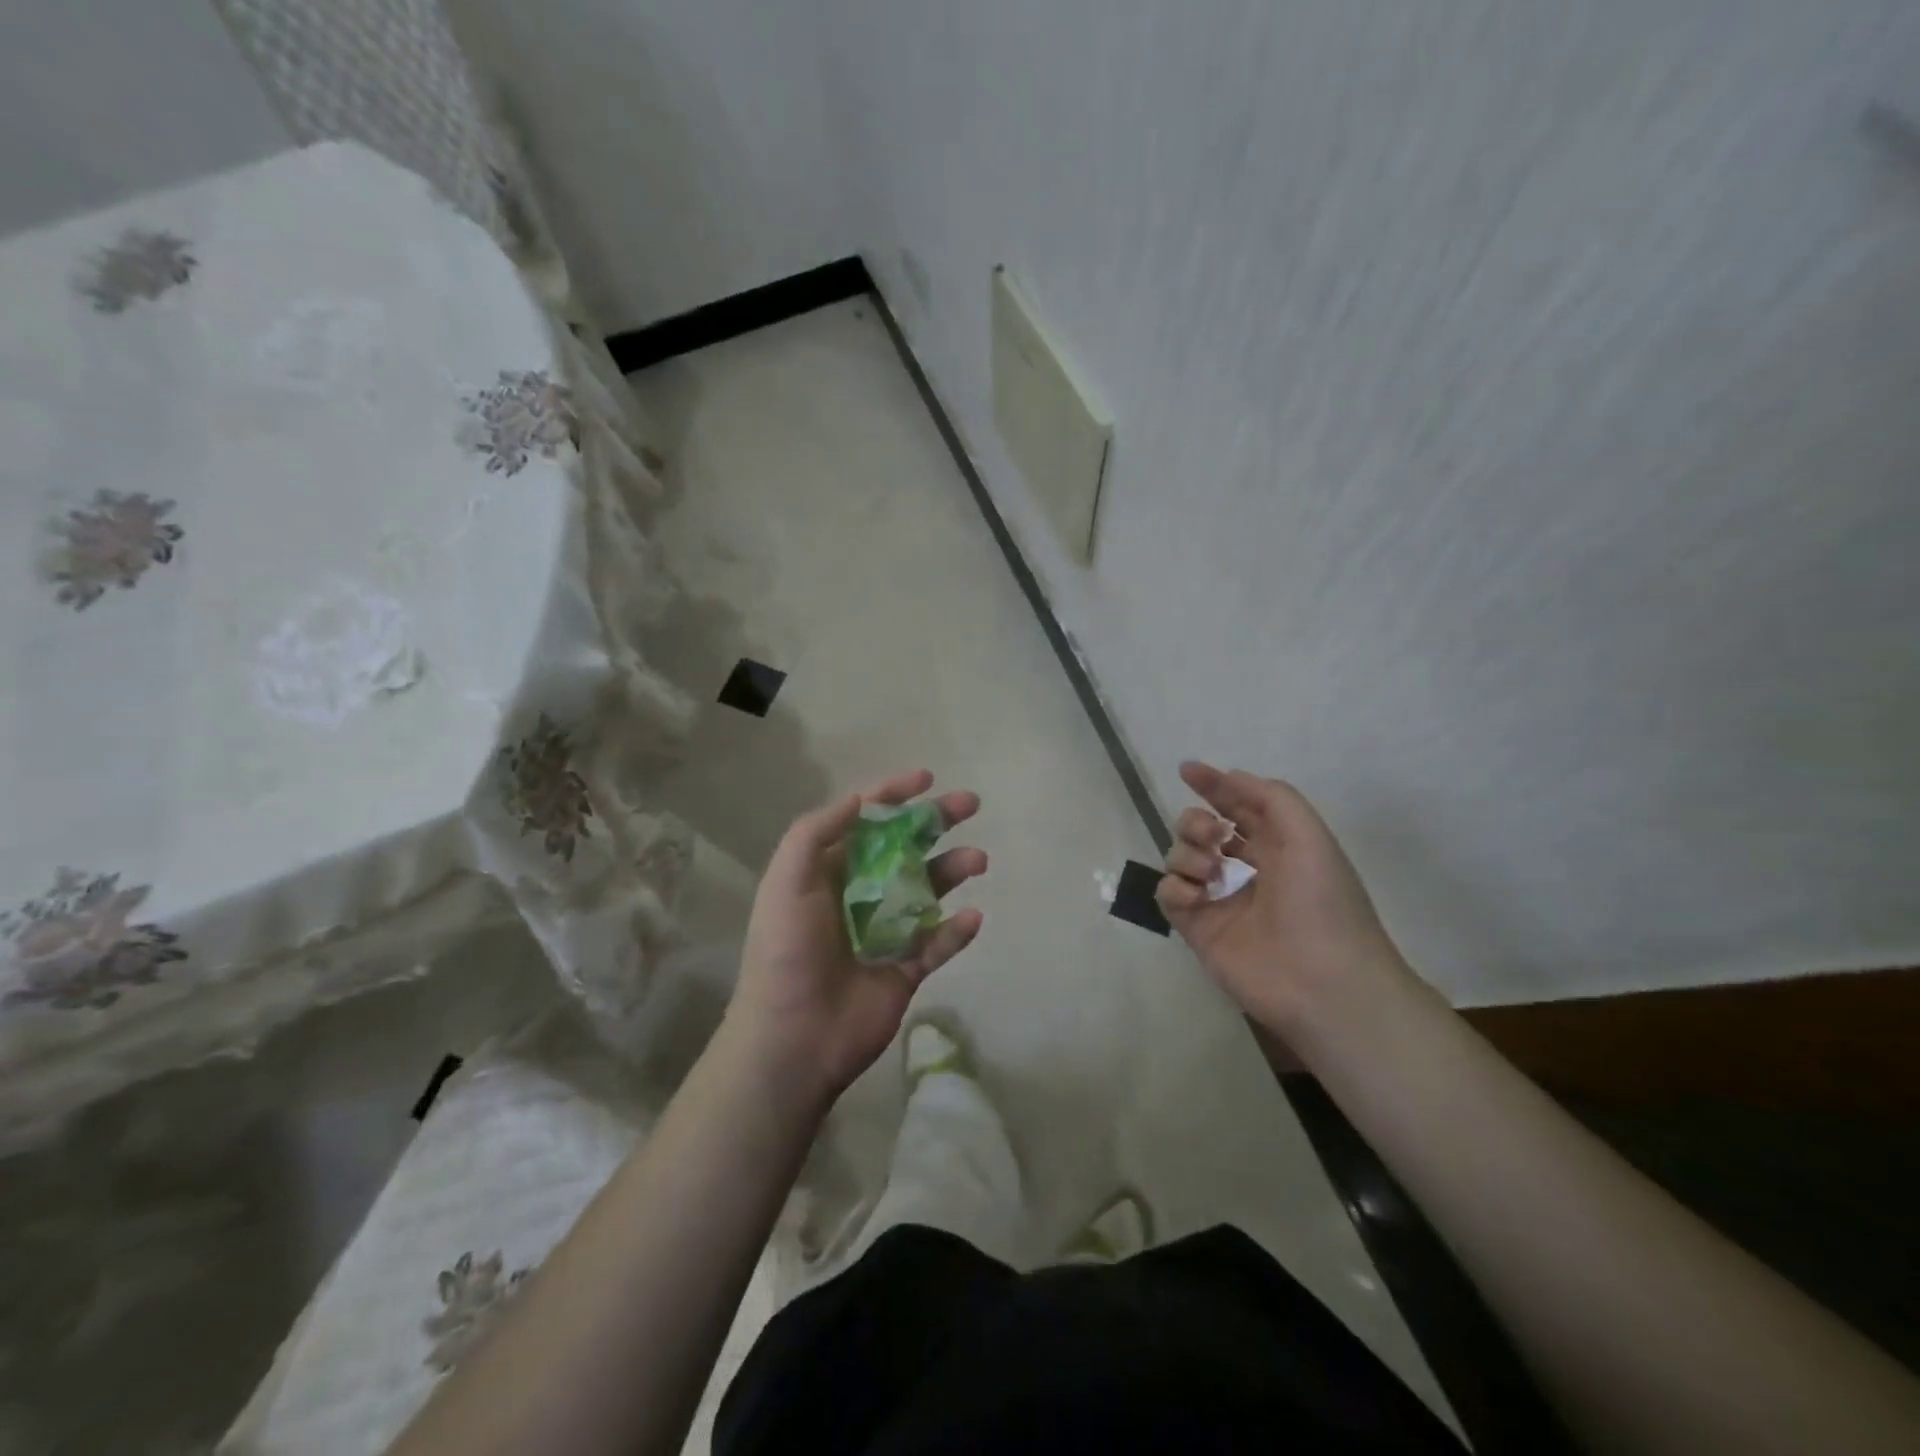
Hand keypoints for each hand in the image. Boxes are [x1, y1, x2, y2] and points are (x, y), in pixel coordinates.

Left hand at [727, 769, 986, 1101]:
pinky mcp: (906, 969)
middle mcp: (860, 894)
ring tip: (977, 860)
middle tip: (970, 804)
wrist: (792, 1038)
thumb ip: (816, 833)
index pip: (866, 822)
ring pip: (929, 891)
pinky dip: (957, 930)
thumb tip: (859, 798)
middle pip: (906, 847)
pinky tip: (971, 917)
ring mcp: (886, 932)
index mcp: (829, 871)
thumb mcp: (786, 881)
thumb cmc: (787, 952)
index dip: (894, 795)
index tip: (928, 778)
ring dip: (954, 870)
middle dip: (937, 823)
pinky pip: (938, 943)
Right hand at [1156, 761, 1405, 1034]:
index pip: (1237, 806)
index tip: (1187, 770)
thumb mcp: (1309, 835)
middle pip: (1199, 829)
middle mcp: (1244, 869)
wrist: (1322, 982)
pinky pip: (1168, 893)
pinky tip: (1196, 896)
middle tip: (1211, 836)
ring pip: (1179, 857)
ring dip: (1187, 853)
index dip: (1213, 785)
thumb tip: (1227, 777)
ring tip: (1211, 874)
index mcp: (1277, 846)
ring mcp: (1218, 900)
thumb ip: (1269, 796)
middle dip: (1195, 822)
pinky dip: (1175, 887)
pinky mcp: (1197, 929)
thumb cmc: (1322, 902)